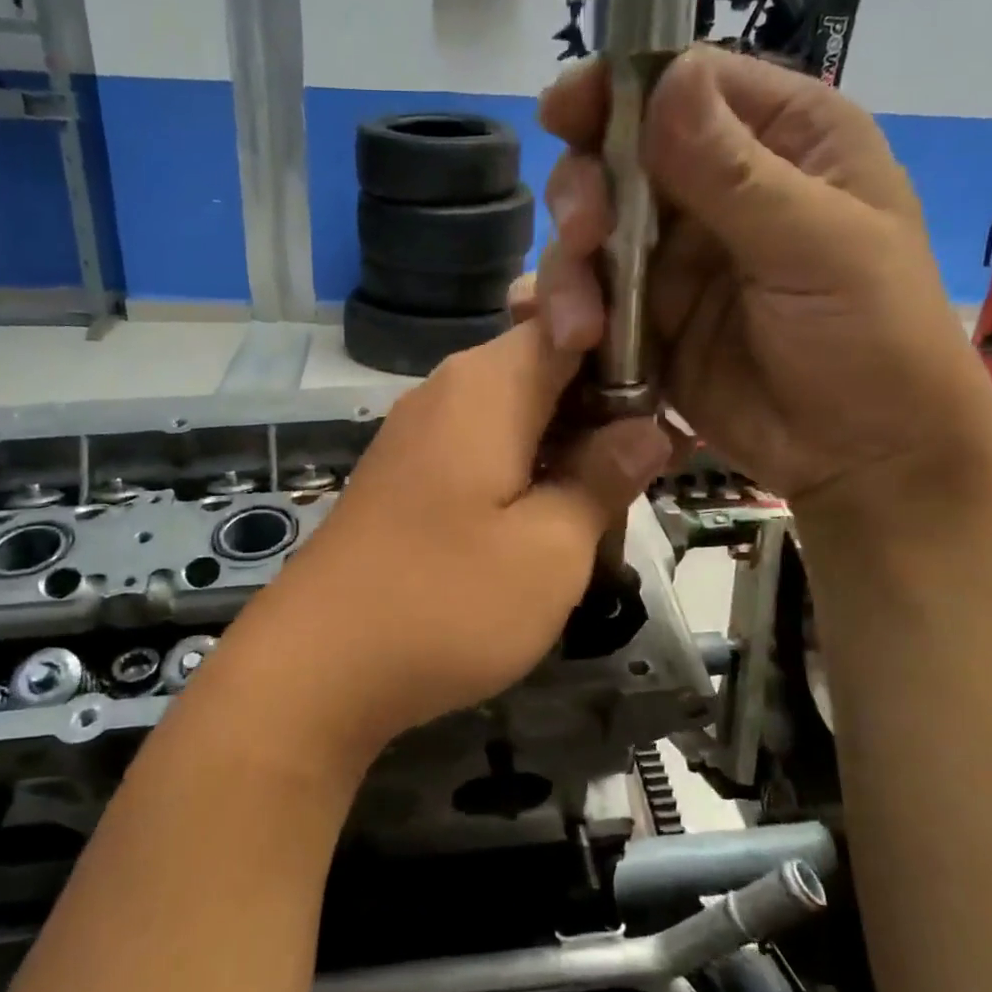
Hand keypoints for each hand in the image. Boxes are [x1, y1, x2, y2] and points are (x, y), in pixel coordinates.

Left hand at [227, 322, 670, 762]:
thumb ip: (604, 478)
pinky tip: (547, 528)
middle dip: (604, 413)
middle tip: (651, 473)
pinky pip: (483, 453)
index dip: (633, 353)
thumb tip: (648, 429)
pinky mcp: (407, 478)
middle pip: (547, 371)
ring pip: (518, 417)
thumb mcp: (551, 549)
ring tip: (609, 512)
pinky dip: (525, 476)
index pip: (575, 322)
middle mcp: (448, 391)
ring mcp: (420, 435)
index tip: (675, 405)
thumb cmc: (446, 603)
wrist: (316, 668)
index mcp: (487, 384)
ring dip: (567, 452)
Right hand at [531, 48, 991, 505]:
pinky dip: (565, 315)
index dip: (619, 90)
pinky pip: (590, 302)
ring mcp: (676, 261)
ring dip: (571, 273)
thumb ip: (736, 173)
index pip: (686, 86)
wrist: (862, 458)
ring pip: (592, 236)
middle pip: (620, 159)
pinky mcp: (648, 323)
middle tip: (584, 237)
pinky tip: (560, 340)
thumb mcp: (819, 248)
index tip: (562, 112)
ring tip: (580, 331)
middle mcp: (719, 190)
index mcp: (783, 141)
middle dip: (586, 194)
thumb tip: (665, 80)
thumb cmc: (874, 340)